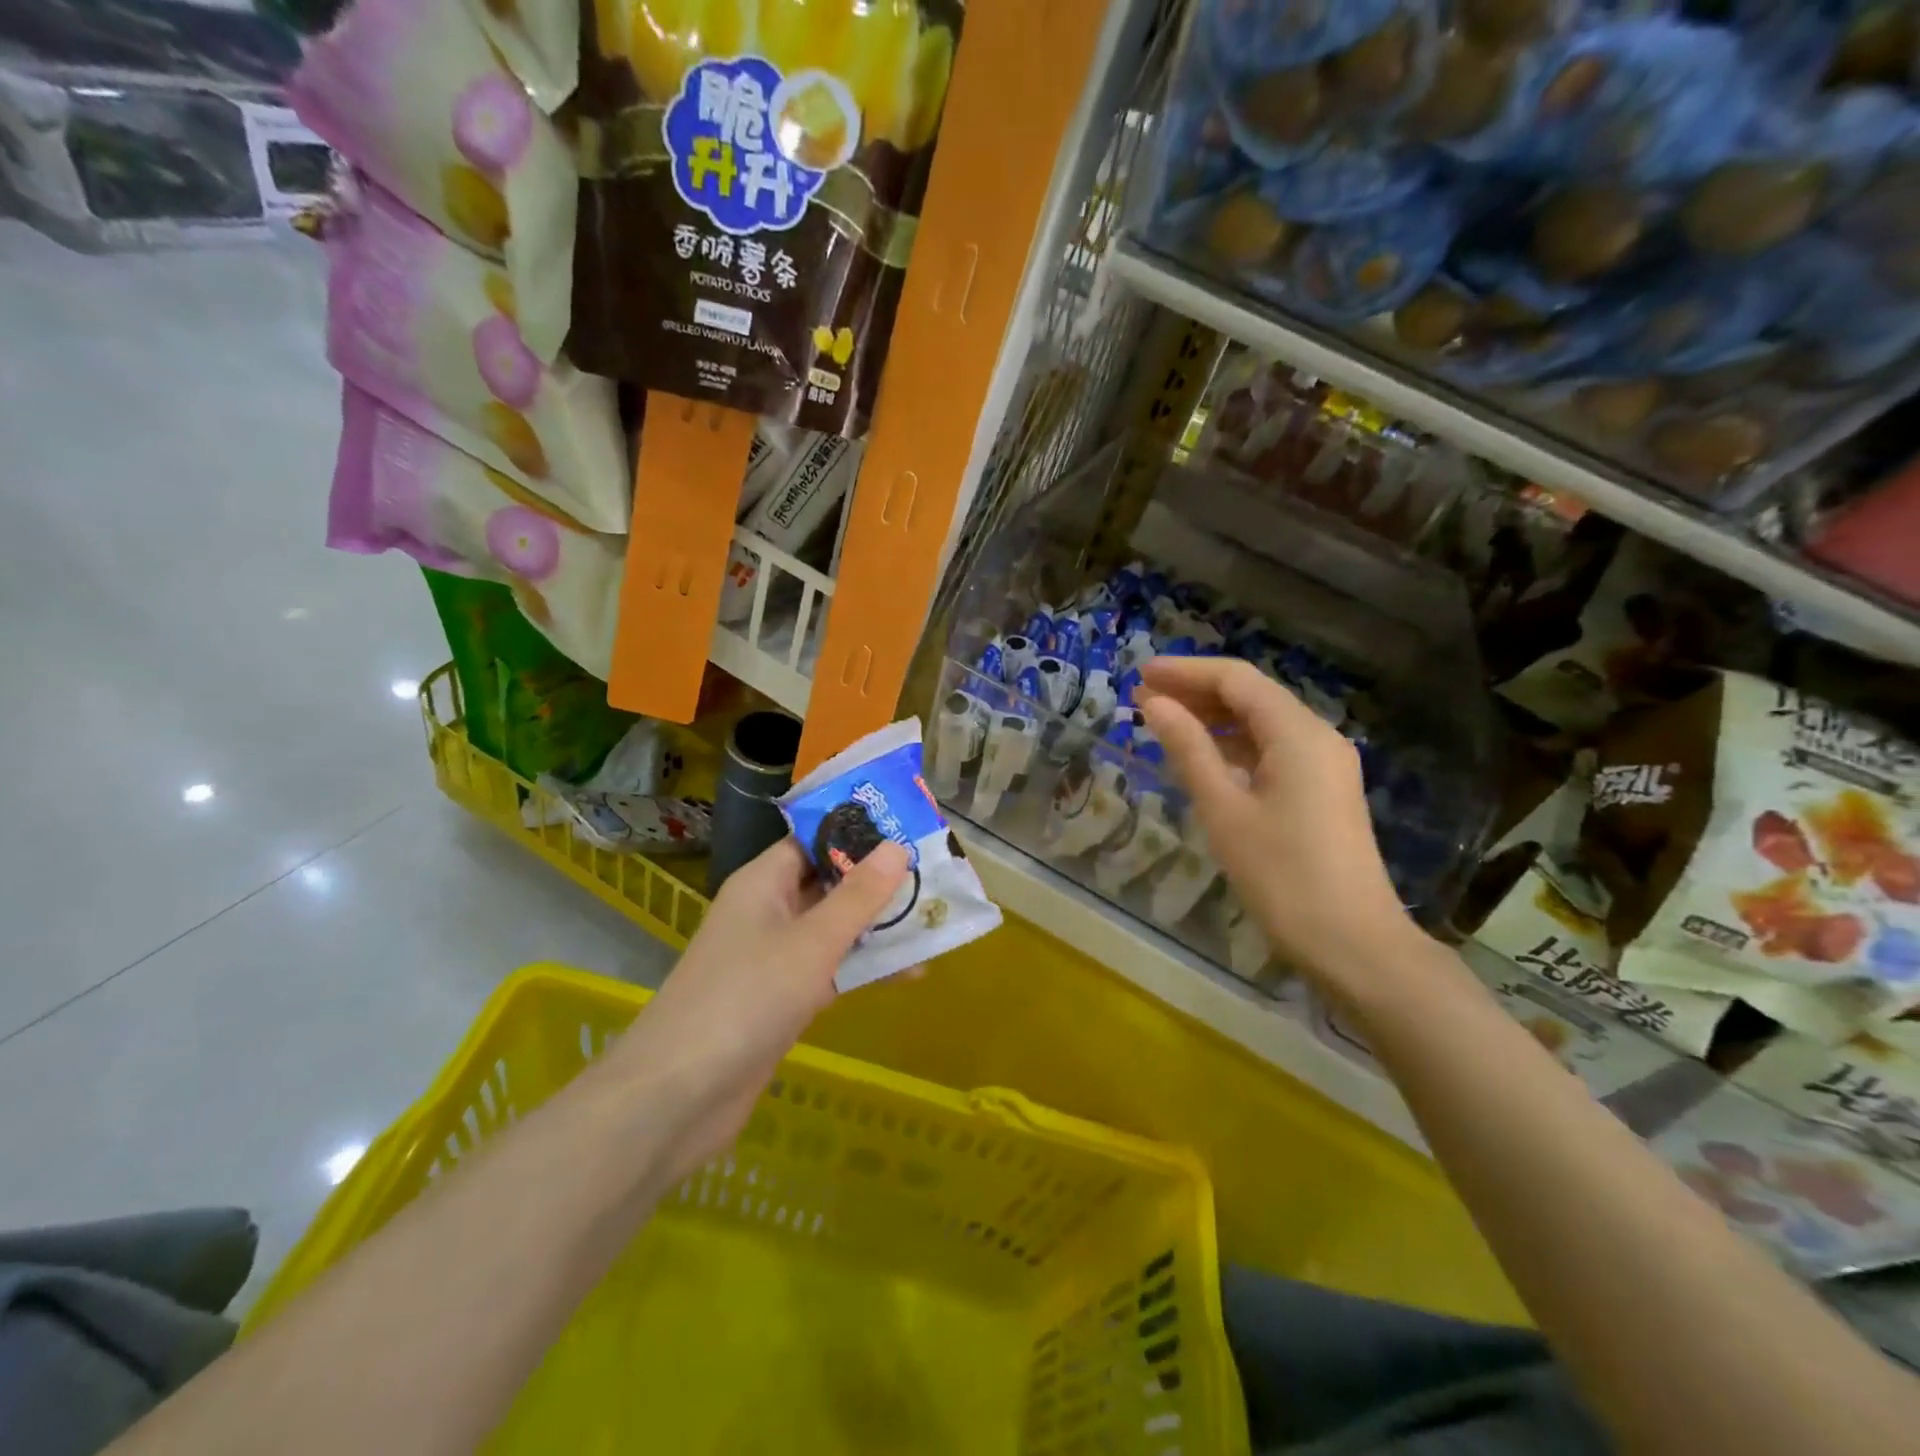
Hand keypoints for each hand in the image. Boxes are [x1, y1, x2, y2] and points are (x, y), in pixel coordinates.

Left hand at [606, 837, 911, 1184]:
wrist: (680, 1096)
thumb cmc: (747, 998)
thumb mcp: (812, 942)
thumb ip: (858, 896)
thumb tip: (896, 847)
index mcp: (765, 882)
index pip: (816, 839)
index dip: (861, 831)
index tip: (912, 829)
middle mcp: (769, 911)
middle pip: (831, 883)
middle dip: (880, 881)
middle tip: (937, 875)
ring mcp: (775, 957)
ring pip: (836, 928)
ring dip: (879, 927)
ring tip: (936, 921)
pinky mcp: (783, 999)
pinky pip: (832, 969)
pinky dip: (866, 967)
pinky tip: (911, 972)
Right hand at [1136, 657, 1411, 985]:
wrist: (1353, 943)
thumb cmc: (1282, 875)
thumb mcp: (1224, 809)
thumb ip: (1189, 749)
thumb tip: (1154, 704)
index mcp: (1297, 734)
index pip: (1236, 680)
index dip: (1185, 672)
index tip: (1140, 674)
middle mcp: (1317, 737)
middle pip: (1251, 696)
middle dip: (1196, 693)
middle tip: (1143, 700)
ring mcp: (1325, 765)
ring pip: (1262, 724)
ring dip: (1213, 720)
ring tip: (1163, 725)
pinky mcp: (1323, 791)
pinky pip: (1272, 751)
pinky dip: (1234, 747)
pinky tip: (1202, 760)